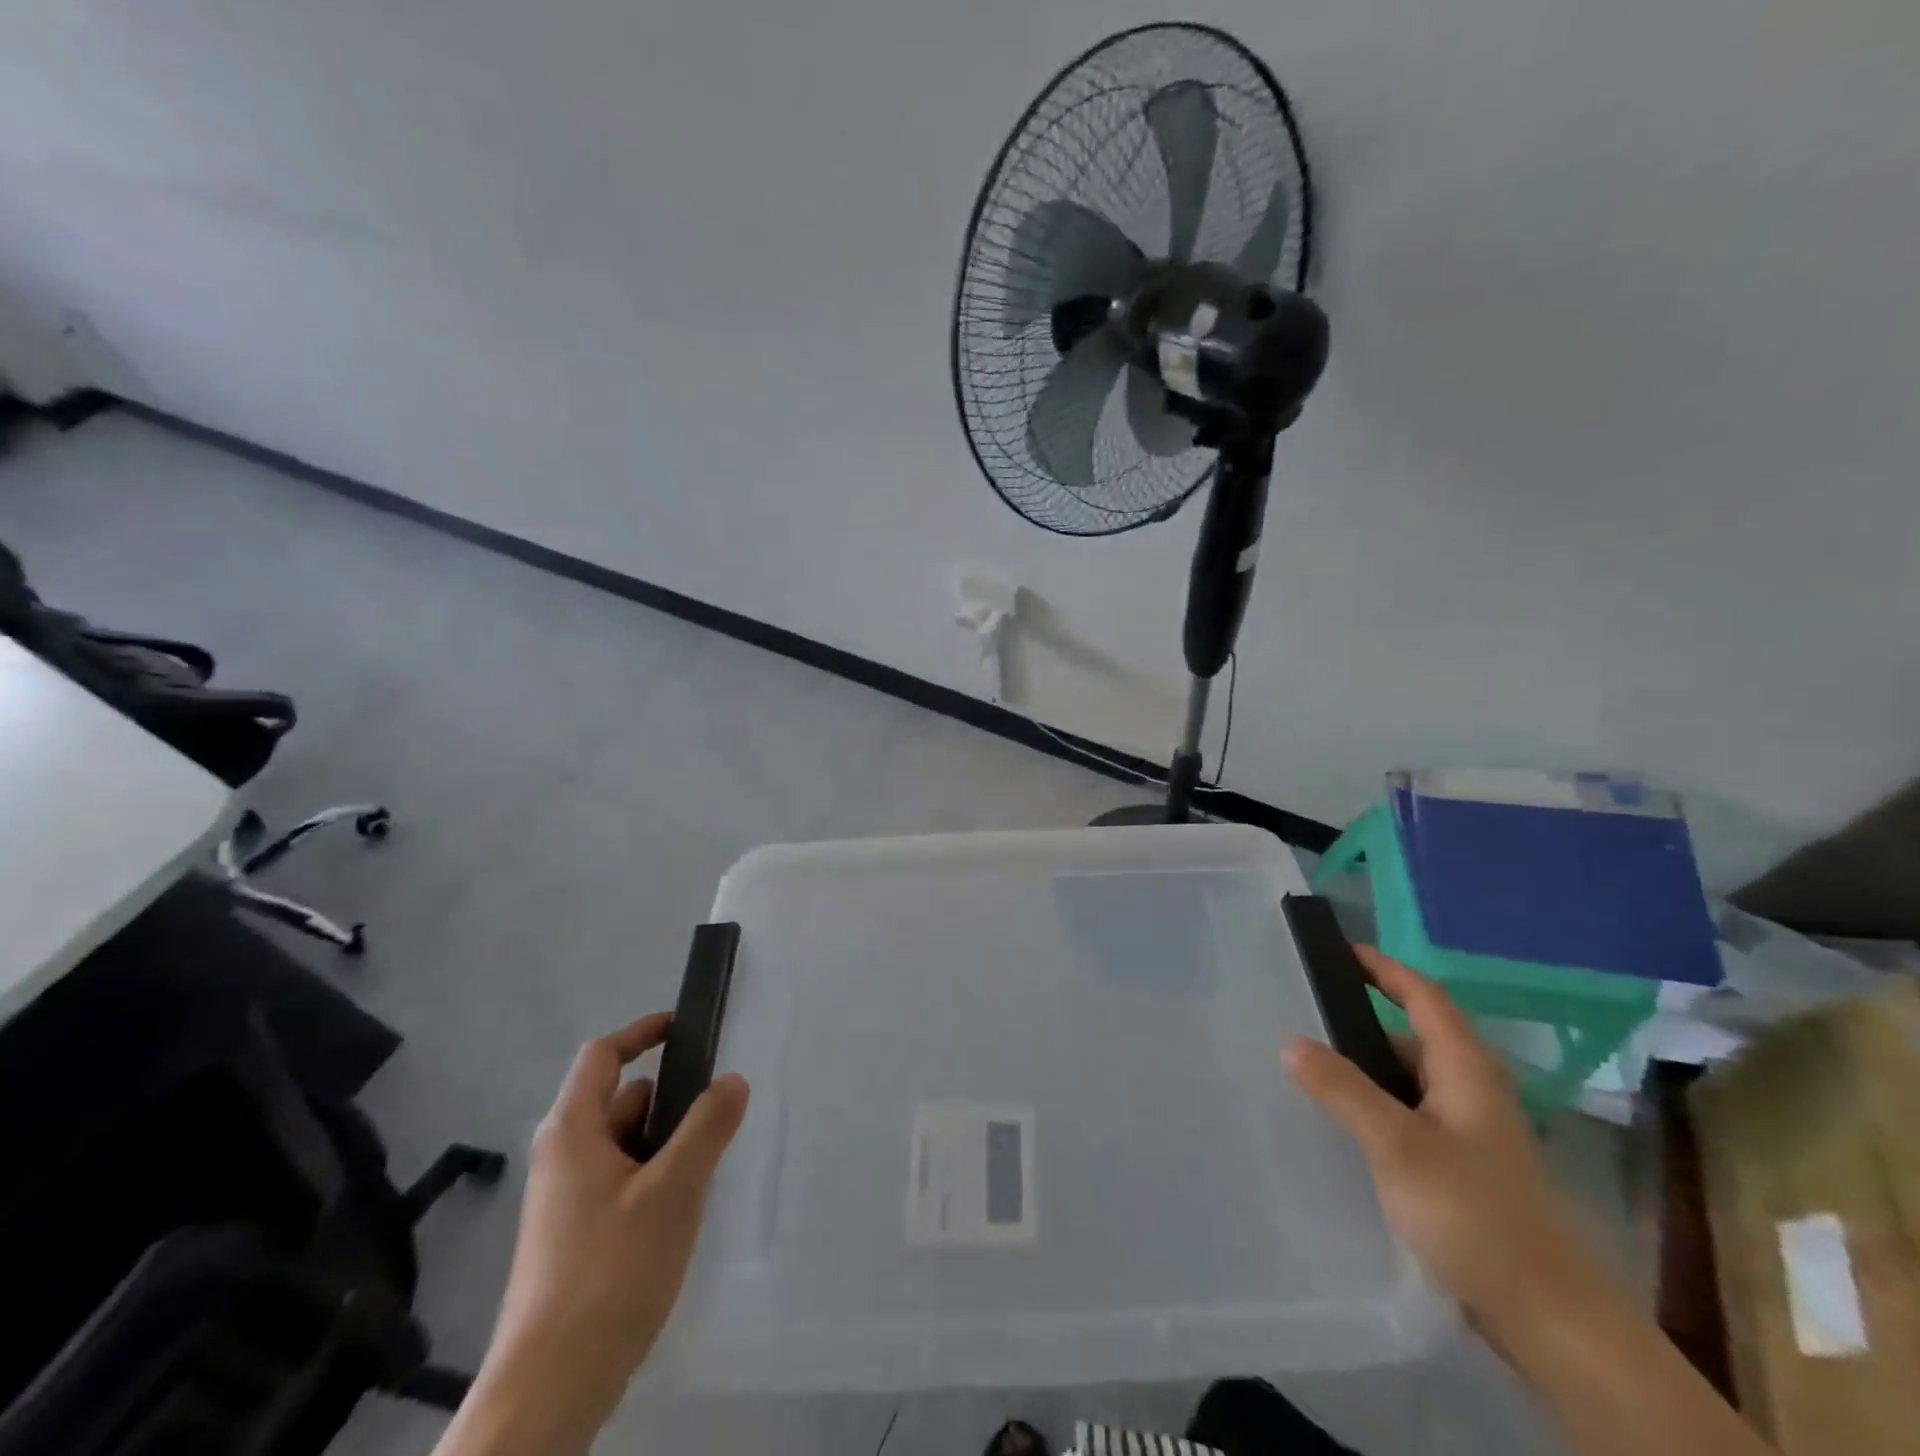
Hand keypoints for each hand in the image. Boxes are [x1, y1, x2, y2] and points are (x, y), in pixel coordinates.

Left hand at [451, 1015, 748, 1450]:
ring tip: (706, 1169)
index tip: (686, 1027)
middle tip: (717, 1115)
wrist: (549, 1389)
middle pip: (621, 1099)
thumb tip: (732, 1079)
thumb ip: (707, 1127)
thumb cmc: (609, 1272)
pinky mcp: (574, 1236)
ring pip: (625, 1144)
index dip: (643, 1032)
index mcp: (572, 1131)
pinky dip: (653, 1178)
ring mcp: (565, 1199)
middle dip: (670, 1100)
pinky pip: (621, 1180)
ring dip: (666, 1144)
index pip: (603, 1055)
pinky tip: (680, 1213)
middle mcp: (562, 1156)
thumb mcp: (673, 1190)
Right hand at [1282, 948, 1613, 1346]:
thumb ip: (1343, 1089)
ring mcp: (1470, 1131)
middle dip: (1360, 1020)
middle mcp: (1471, 1089)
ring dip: (1363, 1067)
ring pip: (1407, 1079)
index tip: (1337, 949)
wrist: (1552, 1321)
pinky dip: (1374, 1105)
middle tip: (1302, 1013)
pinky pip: (1408, 1115)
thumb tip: (1290, 1041)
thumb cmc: (1476, 1214)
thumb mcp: (1399, 1145)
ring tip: (1307, 1066)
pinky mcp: (1463, 1167)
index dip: (1383, 968)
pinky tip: (1342, 1124)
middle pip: (1412, 1034)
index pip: (1422, 995)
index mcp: (1466, 1068)